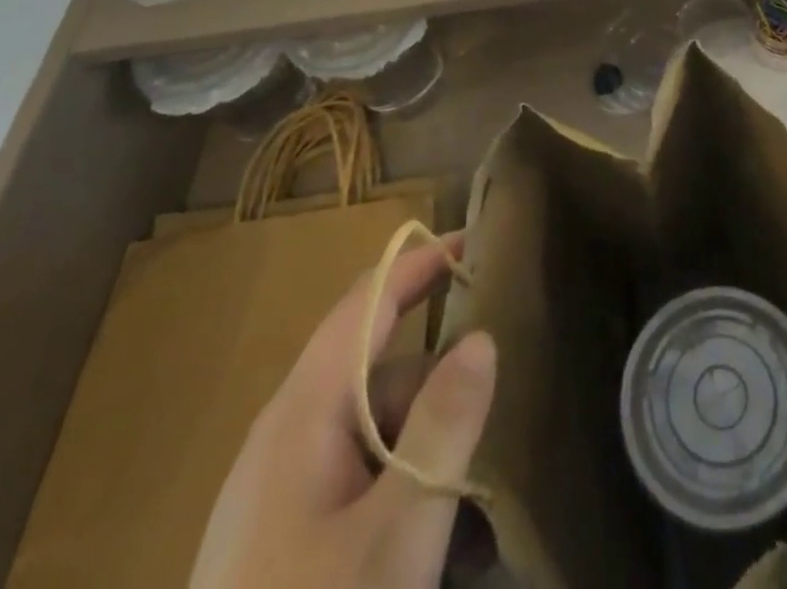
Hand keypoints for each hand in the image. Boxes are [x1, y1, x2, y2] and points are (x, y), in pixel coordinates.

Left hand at [191, 236, 497, 588]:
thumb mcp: (398, 533)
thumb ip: (443, 425)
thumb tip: (482, 337)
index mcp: (301, 415)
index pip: (366, 304)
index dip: (418, 264)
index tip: (475, 240)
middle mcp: (289, 439)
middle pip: (381, 374)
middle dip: (442, 388)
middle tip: (501, 408)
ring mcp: (285, 495)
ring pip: (379, 434)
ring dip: (432, 454)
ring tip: (479, 508)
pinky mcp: (289, 543)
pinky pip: (364, 486)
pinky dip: (409, 495)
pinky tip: (445, 546)